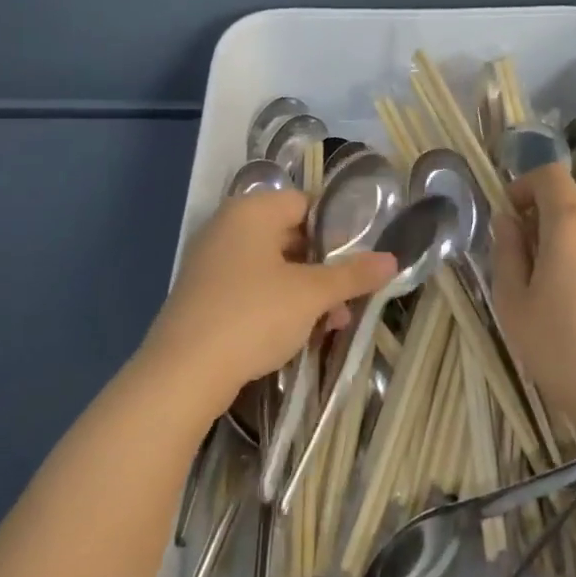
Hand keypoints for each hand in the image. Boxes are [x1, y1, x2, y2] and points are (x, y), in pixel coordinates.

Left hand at [140, 189, 396, 417]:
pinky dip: (277, 304)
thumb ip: (353, 275)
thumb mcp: (312, 295)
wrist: (183, 373)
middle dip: (325, 267)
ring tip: (333, 323)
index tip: (361, 257)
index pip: (305, 204)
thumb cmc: (253, 316)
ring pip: (272, 267)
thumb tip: (392, 259)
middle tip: (351, 295)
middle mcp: (227, 227)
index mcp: (252, 211)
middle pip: (290, 236)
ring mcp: (211, 262)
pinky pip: (251, 288)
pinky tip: (299, 334)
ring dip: (305, 291)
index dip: (337, 228)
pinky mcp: (203, 295)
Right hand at [490, 164, 575, 434]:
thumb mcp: (515, 306)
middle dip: (548, 214)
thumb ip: (507, 254)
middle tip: (530, 255)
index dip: (526, 185)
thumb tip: (507, 221)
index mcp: (571, 224)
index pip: (550, 175)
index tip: (511, 214)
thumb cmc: (565, 350)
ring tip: (562, 285)